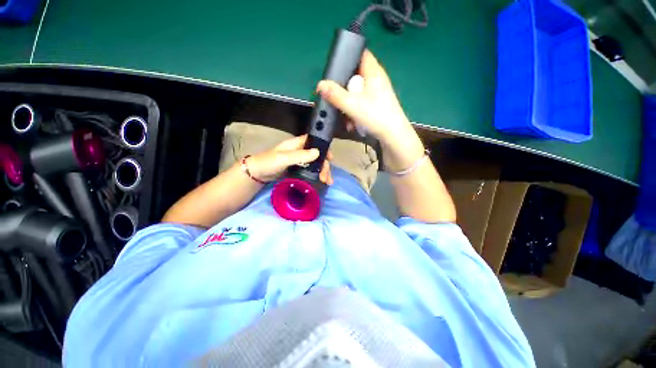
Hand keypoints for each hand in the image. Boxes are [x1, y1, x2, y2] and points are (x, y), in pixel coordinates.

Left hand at [246, 135, 332, 184]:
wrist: (257, 174)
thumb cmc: (269, 162)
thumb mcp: (284, 158)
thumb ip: (300, 155)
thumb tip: (318, 152)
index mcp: (297, 144)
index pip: (314, 142)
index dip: (324, 147)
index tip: (331, 158)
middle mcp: (300, 151)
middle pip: (317, 155)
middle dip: (324, 165)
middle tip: (326, 177)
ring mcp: (299, 161)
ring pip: (315, 164)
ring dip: (323, 171)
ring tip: (327, 182)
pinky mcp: (298, 170)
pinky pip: (311, 171)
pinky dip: (317, 175)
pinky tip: (322, 182)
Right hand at [316, 50, 424, 171]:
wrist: (393, 136)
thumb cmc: (376, 116)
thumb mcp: (352, 105)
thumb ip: (335, 95)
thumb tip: (320, 85)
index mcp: (374, 72)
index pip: (360, 54)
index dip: (347, 57)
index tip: (335, 69)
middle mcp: (376, 80)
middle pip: (355, 77)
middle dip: (344, 89)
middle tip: (336, 99)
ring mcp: (377, 93)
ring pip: (357, 93)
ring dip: (348, 105)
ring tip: (346, 117)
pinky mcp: (377, 105)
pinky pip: (361, 104)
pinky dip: (355, 112)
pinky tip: (352, 123)